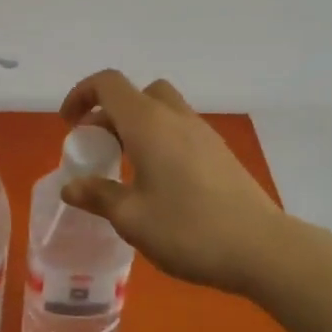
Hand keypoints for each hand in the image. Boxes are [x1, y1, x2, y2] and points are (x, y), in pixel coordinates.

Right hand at [58, 70, 286, 294]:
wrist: (262, 248)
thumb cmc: (188, 229)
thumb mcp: (132, 218)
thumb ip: (98, 196)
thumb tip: (71, 186)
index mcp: (148, 123)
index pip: (108, 84)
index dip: (82, 94)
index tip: (70, 125)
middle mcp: (175, 117)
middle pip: (138, 93)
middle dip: (111, 112)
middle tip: (98, 147)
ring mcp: (203, 133)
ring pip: (162, 109)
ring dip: (137, 126)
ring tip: (126, 167)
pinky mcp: (220, 152)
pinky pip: (180, 130)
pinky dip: (160, 140)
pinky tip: (159, 182)